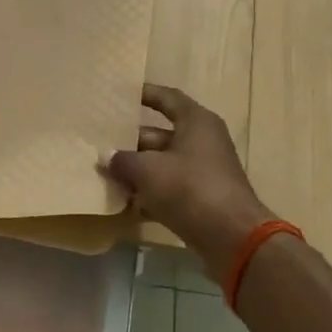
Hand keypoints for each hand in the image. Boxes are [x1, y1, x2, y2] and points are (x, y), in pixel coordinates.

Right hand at [101, 85, 274, 278]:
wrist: (231, 237)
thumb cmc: (189, 188)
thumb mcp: (147, 170)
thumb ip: (122, 160)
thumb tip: (107, 157)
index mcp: (196, 122)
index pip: (167, 99)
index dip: (145, 94)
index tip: (121, 95)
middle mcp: (202, 142)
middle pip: (159, 135)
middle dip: (130, 142)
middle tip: (100, 145)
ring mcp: (203, 172)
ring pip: (162, 165)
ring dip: (137, 171)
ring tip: (105, 175)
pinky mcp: (201, 199)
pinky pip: (169, 189)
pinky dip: (149, 195)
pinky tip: (124, 204)